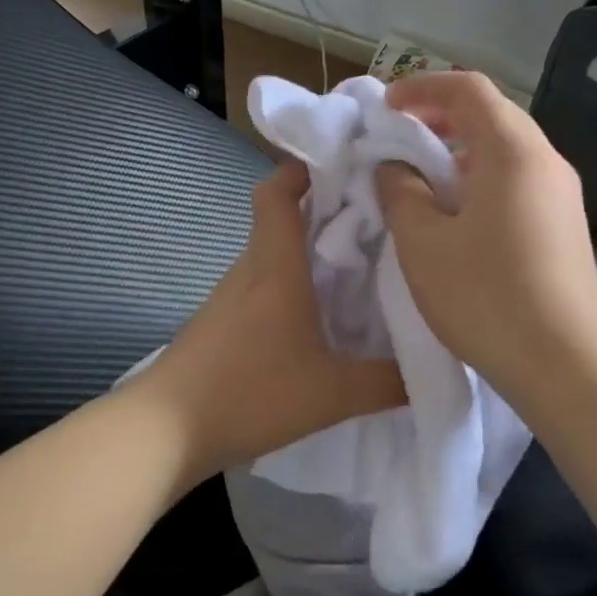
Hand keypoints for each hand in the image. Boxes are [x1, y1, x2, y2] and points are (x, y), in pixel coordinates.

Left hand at [135, 163, 405, 482]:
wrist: (164, 431)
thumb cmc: (249, 394)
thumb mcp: (331, 394)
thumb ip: (386, 382)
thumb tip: (432, 369)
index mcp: (275, 266)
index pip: (277, 191)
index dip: (305, 168)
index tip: (346, 165)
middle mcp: (250, 270)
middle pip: (280, 218)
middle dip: (324, 209)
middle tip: (375, 218)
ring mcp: (230, 296)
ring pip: (272, 253)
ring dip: (308, 249)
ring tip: (358, 264)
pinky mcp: (221, 321)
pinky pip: (262, 284)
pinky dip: (291, 283)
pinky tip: (318, 315)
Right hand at [375, 72, 596, 404]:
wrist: (567, 365)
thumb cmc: (486, 296)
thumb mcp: (423, 243)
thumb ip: (400, 192)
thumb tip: (396, 168)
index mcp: (513, 152)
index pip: (469, 89)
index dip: (422, 87)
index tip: (386, 108)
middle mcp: (546, 162)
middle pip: (492, 115)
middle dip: (440, 118)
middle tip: (399, 139)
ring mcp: (561, 195)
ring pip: (505, 150)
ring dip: (460, 152)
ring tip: (422, 181)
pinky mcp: (564, 226)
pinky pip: (518, 181)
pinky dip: (480, 180)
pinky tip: (457, 217)